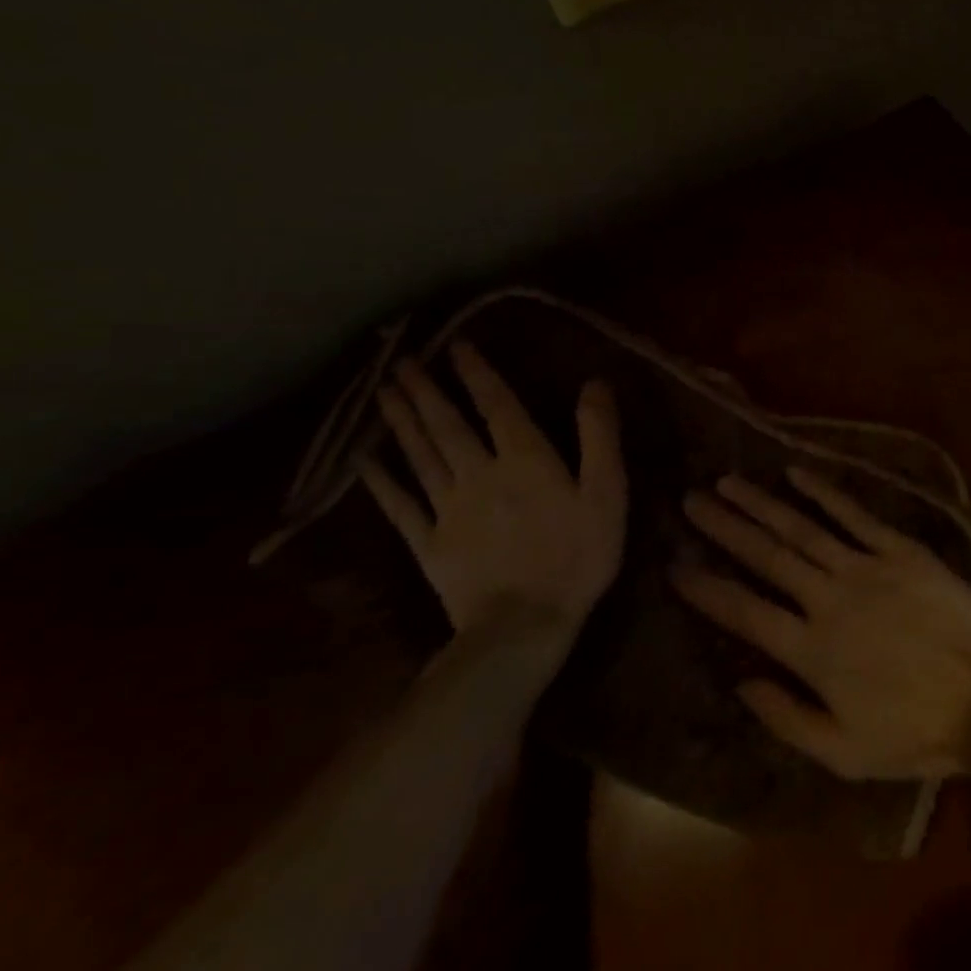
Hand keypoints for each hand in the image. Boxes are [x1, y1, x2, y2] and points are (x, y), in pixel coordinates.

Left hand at [361, 340, 626, 636]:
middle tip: (402, 362)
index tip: (456, 346)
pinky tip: (365, 460)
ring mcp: (449, 509)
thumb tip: (593, 383)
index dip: (477, 374)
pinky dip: (381, 480)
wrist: (524, 625)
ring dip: (402, 422)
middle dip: (425, 391)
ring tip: (384, 392)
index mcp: (524, 459)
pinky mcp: (429, 544)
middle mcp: (480, 474)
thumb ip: (598, 435)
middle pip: (448, 425)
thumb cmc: (577, 554)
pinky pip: (401, 506)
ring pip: (420, 456)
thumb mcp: (606, 491)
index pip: (496, 406)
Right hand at [673, 466, 970, 780]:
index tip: (675, 564)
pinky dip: (824, 491)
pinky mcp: (899, 550)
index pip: (744, 612)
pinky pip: (855, 514)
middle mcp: (829, 599)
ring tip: (729, 481)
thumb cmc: (915, 732)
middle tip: (692, 500)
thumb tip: (739, 682)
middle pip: (766, 556)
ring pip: (802, 528)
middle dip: (725, 527)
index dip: (706, 587)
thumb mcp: (844, 753)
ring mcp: (865, 568)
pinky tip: (797, 472)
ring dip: (762, 503)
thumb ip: (786, 718)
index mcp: (811, 651)